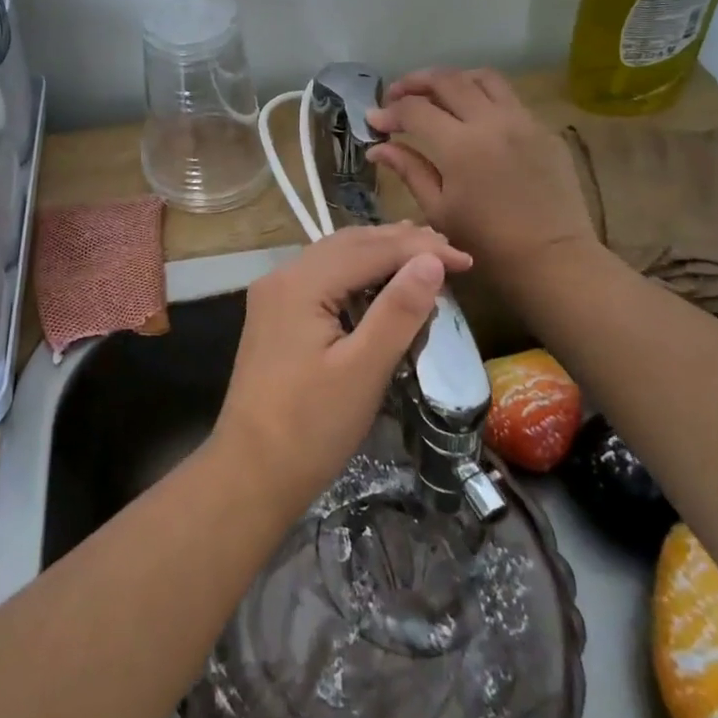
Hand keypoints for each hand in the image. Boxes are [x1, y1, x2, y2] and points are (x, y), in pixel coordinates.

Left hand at [211, 223, 472, 516]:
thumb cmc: (310, 427)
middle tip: (450, 252)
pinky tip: (380, 284)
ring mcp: (274, 296)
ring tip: (423, 257)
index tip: (467, 260)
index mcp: (300, 283)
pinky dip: (357, 274)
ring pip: (334, 258)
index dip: (420, 250)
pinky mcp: (275, 317)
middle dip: (400, 243)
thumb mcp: (363, 370)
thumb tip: (431, 260)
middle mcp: (282, 277)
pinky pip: (322, 279)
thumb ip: (398, 311)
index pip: (369, 249)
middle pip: (348, 244)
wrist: (250, 474)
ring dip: (378, 254)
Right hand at [367, 67, 598, 284]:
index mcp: (461, 146)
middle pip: (447, 80)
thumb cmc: (487, 244)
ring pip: (483, 77)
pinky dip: (483, 96)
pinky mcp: (544, 130)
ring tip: (436, 95)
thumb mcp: (438, 210)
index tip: (374, 121)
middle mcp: (492, 122)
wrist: (553, 260)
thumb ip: (409, 170)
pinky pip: (509, 98)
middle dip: (415, 82)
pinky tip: (473, 117)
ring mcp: (523, 121)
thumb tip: (377, 148)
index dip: (389, 112)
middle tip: (397, 95)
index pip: (415, 110)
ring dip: (453, 79)